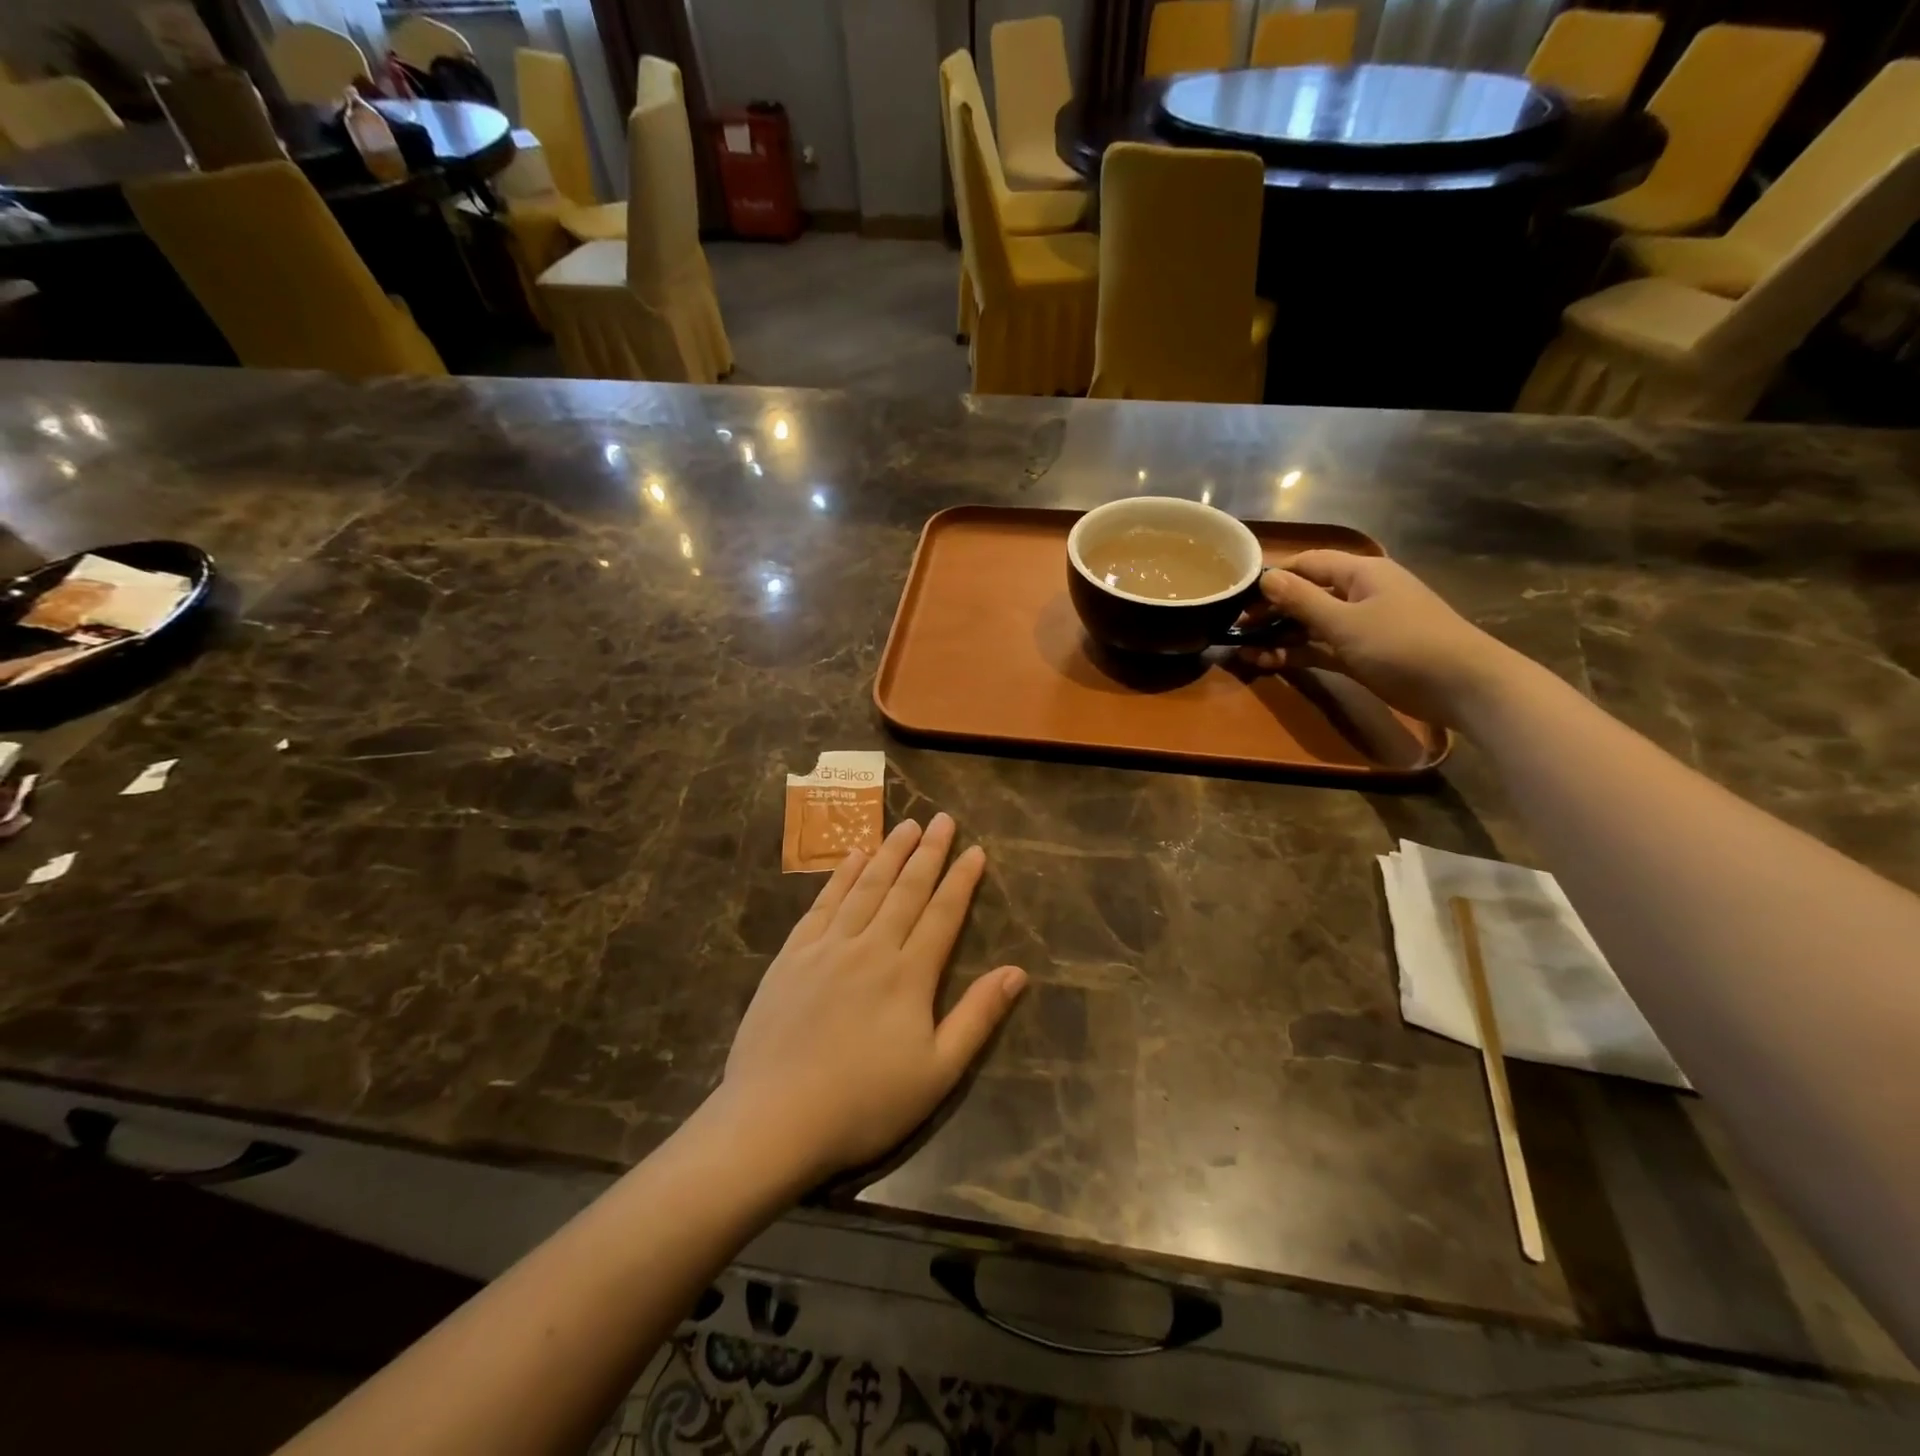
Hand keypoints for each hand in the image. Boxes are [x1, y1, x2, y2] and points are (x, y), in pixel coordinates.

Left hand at [716, 815, 1026, 1184]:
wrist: (773, 1120)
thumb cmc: (864, 1104)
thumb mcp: (937, 1073)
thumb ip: (977, 1017)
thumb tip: (1018, 972)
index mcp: (908, 975)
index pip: (942, 913)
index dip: (962, 880)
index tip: (976, 850)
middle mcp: (870, 947)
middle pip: (905, 889)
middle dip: (928, 853)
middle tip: (943, 819)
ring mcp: (827, 948)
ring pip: (865, 887)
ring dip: (888, 853)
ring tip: (906, 826)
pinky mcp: (792, 956)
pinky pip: (823, 904)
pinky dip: (841, 876)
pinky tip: (852, 857)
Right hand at [1238, 551, 1521, 725]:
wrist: (1463, 686)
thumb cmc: (1403, 644)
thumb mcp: (1345, 622)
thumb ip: (1302, 601)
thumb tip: (1266, 578)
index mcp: (1361, 573)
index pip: (1308, 563)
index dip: (1274, 577)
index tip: (1238, 596)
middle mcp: (1360, 593)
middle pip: (1307, 594)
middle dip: (1271, 610)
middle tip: (1236, 628)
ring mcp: (1363, 625)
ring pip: (1311, 624)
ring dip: (1280, 637)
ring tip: (1245, 652)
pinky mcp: (1363, 654)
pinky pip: (1322, 648)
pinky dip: (1298, 653)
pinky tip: (1270, 664)